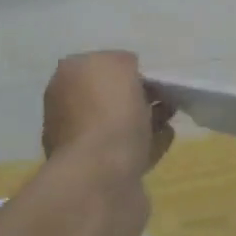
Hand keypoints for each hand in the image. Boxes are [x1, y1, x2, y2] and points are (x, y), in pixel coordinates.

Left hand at [42, 51, 173, 180]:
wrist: (103, 175)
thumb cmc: (108, 111)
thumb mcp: (117, 64)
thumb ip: (122, 60)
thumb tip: (127, 73)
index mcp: (64, 82)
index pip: (96, 66)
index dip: (125, 68)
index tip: (150, 75)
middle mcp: (66, 112)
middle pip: (108, 97)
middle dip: (138, 95)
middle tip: (165, 96)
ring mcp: (81, 145)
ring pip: (120, 125)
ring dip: (146, 118)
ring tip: (171, 116)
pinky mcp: (101, 173)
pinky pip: (129, 150)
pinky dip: (148, 142)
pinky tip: (166, 137)